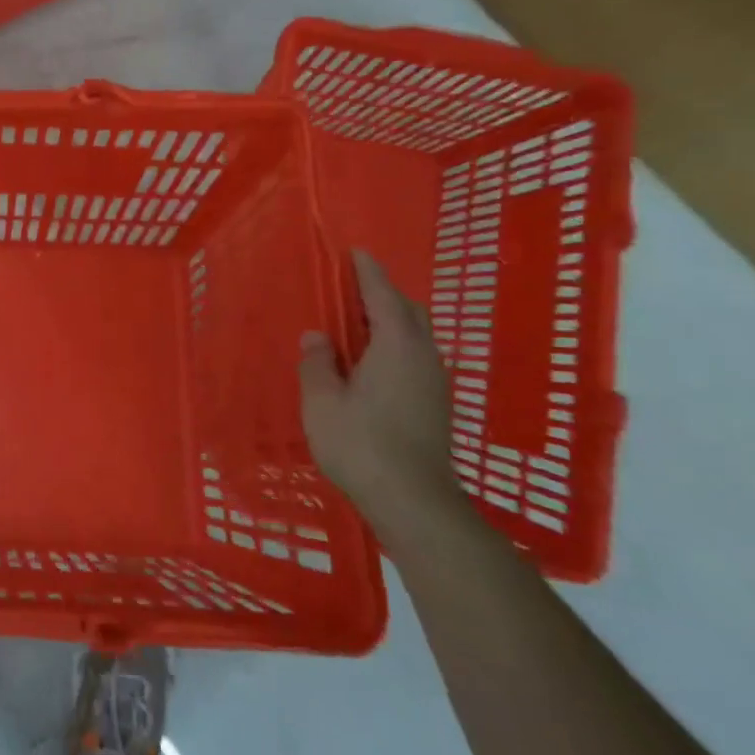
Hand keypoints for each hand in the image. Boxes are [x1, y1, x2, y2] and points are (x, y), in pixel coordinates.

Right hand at [299, 251, 464, 539]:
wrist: (414, 501)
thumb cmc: (361, 443)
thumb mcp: (322, 400)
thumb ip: (318, 363)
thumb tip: (318, 338)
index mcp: (396, 345)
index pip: (383, 296)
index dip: (368, 273)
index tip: (357, 253)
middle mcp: (423, 356)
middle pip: (409, 312)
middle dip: (384, 295)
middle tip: (352, 290)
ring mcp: (435, 383)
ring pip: (416, 337)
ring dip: (390, 323)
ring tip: (357, 326)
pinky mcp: (436, 406)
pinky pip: (415, 358)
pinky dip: (394, 347)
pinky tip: (371, 365)